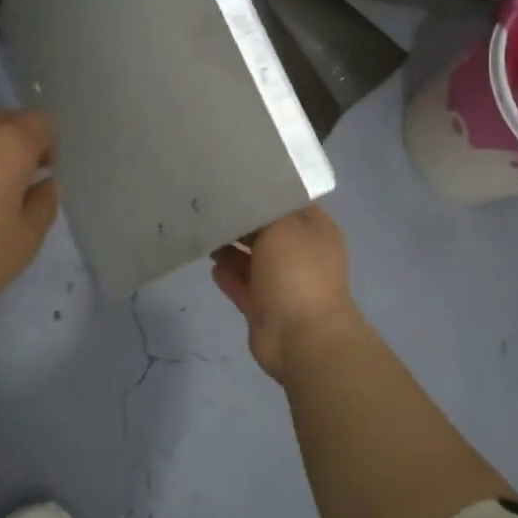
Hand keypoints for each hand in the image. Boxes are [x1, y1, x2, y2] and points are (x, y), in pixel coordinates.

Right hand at [210, 205, 365, 381]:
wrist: (301, 338)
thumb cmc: (297, 272)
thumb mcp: (282, 226)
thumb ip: (262, 210)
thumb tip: (244, 203)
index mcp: (315, 230)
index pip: (287, 200)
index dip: (262, 189)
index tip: (231, 179)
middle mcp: (301, 253)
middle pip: (266, 229)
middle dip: (241, 219)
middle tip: (208, 203)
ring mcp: (283, 282)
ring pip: (251, 258)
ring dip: (229, 247)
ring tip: (203, 231)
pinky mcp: (264, 306)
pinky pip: (242, 284)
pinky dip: (227, 274)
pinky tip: (209, 263)